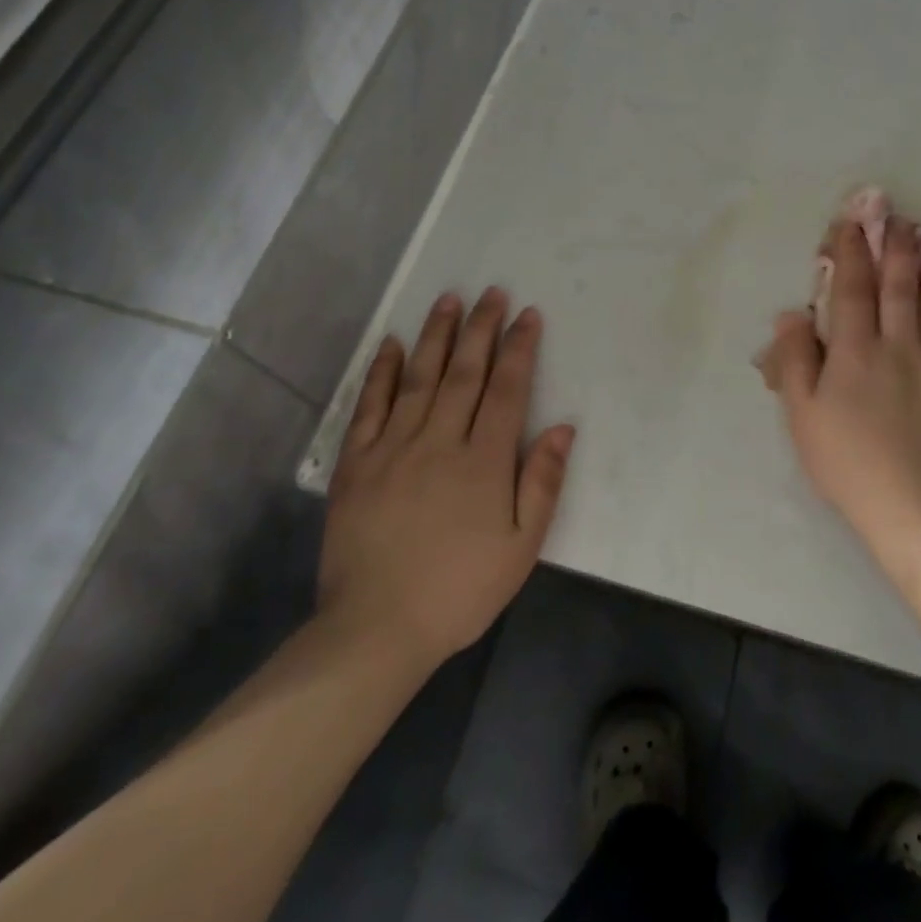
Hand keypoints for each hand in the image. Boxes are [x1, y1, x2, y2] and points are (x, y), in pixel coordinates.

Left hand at [318, 289, 572, 668]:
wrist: (376, 629)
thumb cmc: (460, 589)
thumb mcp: (522, 547)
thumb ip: (543, 482)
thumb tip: (563, 426)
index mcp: (483, 461)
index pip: (507, 389)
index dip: (519, 348)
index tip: (528, 315)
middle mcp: (439, 441)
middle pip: (465, 372)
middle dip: (481, 328)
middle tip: (492, 292)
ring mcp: (393, 448)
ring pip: (419, 378)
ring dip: (436, 335)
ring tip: (449, 300)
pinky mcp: (356, 463)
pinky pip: (369, 406)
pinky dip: (381, 372)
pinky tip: (391, 344)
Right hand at [762, 219, 920, 562]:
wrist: (917, 510)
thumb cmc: (849, 464)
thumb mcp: (803, 416)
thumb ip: (795, 361)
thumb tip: (791, 313)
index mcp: (855, 353)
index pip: (852, 291)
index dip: (851, 254)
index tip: (852, 225)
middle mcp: (899, 347)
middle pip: (900, 288)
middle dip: (899, 250)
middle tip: (902, 220)